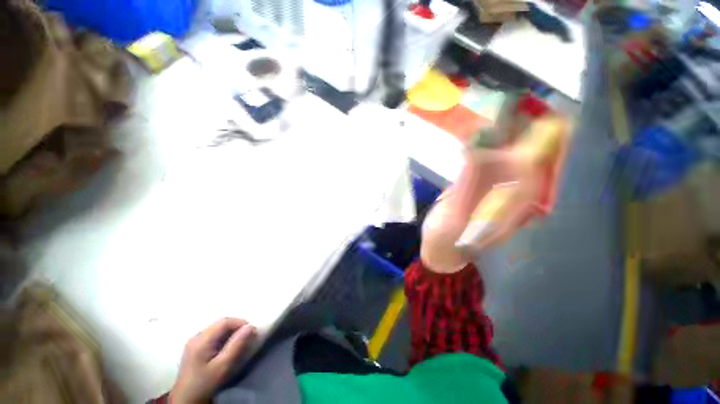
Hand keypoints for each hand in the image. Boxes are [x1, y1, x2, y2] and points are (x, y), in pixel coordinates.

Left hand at [170, 318, 255, 403]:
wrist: (186, 401)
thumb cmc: (205, 384)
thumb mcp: (222, 366)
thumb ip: (236, 345)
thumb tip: (250, 326)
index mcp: (201, 340)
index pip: (224, 321)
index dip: (240, 323)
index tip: (252, 331)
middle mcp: (196, 336)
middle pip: (220, 323)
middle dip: (236, 327)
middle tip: (248, 336)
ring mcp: (194, 342)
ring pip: (217, 329)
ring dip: (231, 332)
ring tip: (240, 342)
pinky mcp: (195, 348)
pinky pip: (213, 335)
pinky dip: (224, 337)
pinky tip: (227, 347)